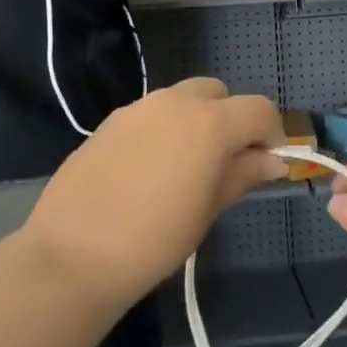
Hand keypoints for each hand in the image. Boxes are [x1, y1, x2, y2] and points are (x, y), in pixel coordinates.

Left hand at [18, 79, 285, 307]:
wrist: (74, 253)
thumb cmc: (155, 238)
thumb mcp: (208, 209)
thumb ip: (243, 174)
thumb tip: (272, 160)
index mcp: (209, 122)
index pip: (258, 109)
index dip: (272, 133)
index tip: (268, 164)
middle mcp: (174, 102)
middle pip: (218, 93)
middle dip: (231, 119)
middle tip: (227, 162)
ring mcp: (138, 108)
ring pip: (182, 99)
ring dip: (196, 121)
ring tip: (187, 168)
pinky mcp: (110, 121)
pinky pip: (151, 114)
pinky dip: (164, 129)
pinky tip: (151, 171)